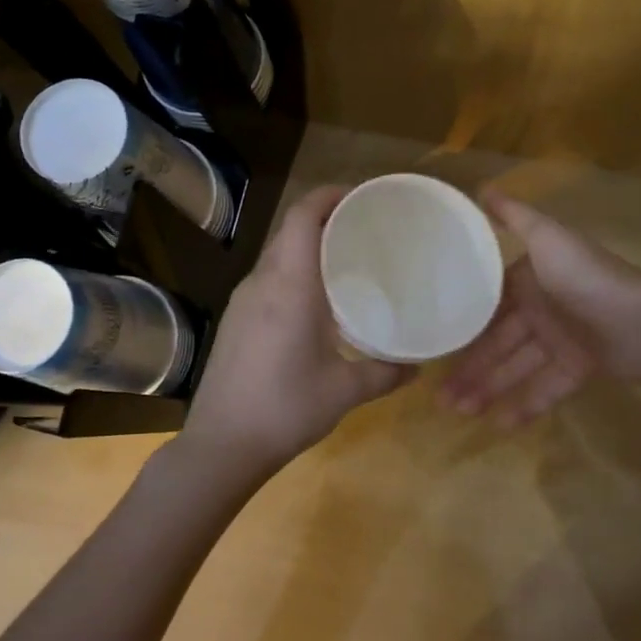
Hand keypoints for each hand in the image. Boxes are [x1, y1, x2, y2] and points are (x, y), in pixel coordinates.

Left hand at [181, 185, 413, 475]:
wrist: (221, 444)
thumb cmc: (286, 408)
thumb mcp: (344, 391)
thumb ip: (385, 373)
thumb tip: (419, 367)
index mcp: (289, 285)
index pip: (303, 216)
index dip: (329, 196)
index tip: (360, 198)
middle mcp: (261, 282)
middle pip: (290, 230)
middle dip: (324, 219)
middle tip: (363, 230)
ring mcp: (242, 301)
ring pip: (277, 255)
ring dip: (307, 247)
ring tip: (345, 262)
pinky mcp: (234, 320)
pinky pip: (268, 279)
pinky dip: (293, 272)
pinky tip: (315, 302)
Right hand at [441, 192, 640, 423]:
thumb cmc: (587, 278)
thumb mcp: (548, 239)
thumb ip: (515, 217)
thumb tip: (480, 186)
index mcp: (531, 278)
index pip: (488, 304)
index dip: (463, 325)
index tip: (434, 345)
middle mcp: (542, 308)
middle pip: (499, 342)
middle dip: (471, 368)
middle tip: (440, 398)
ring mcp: (562, 340)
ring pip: (517, 368)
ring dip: (489, 389)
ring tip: (459, 412)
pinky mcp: (580, 368)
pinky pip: (546, 388)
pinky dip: (525, 404)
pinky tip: (499, 424)